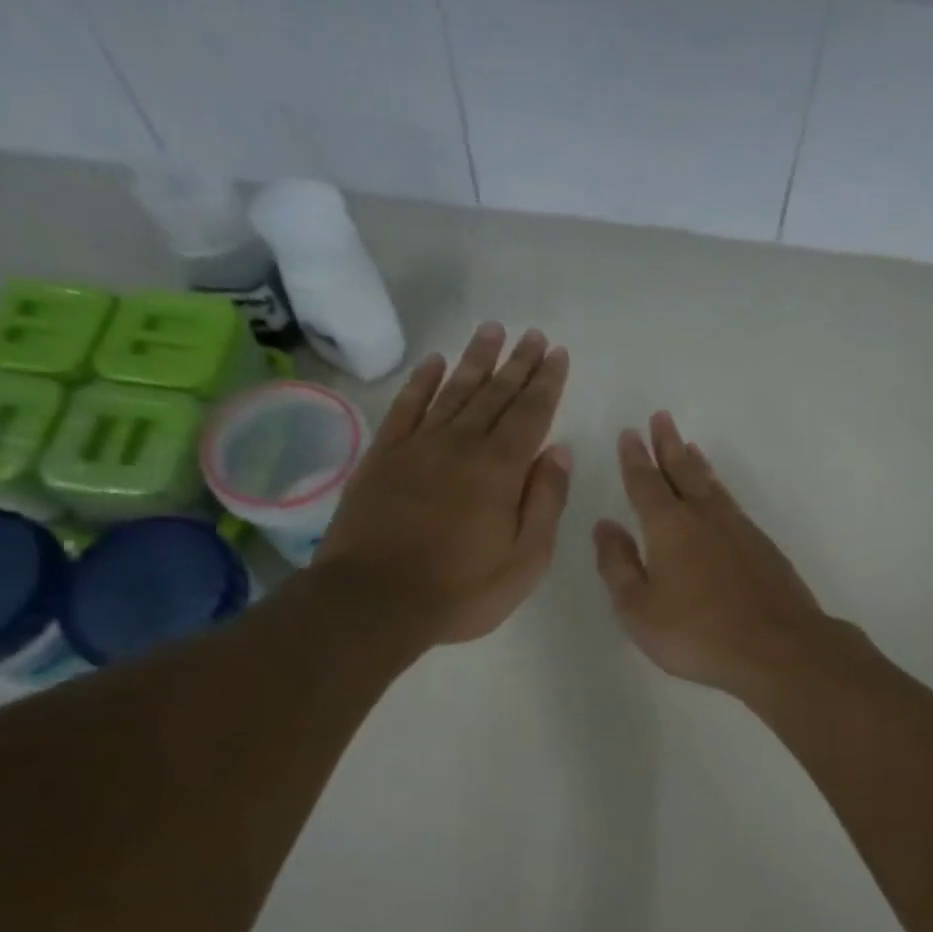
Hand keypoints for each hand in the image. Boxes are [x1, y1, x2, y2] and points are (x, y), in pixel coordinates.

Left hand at [318, 322, 570, 645]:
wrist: (374, 601)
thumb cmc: (461, 590)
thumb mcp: (525, 561)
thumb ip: (545, 503)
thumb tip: (559, 451)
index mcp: (500, 470)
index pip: (531, 414)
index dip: (546, 382)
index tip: (557, 353)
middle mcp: (461, 445)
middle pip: (495, 394)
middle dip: (517, 363)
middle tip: (532, 334)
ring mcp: (418, 446)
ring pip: (453, 391)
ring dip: (475, 360)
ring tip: (492, 330)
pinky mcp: (383, 456)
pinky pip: (406, 407)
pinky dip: (421, 381)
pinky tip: (434, 362)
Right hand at [593, 412, 835, 698]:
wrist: (778, 648)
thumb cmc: (698, 633)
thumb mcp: (639, 609)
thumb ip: (617, 566)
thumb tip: (605, 526)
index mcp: (669, 528)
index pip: (645, 484)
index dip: (635, 459)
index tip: (629, 434)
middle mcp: (704, 517)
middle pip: (682, 472)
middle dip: (668, 445)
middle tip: (661, 418)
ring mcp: (739, 529)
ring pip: (712, 485)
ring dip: (696, 463)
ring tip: (689, 446)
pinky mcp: (763, 546)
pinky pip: (733, 503)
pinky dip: (720, 488)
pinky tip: (720, 496)